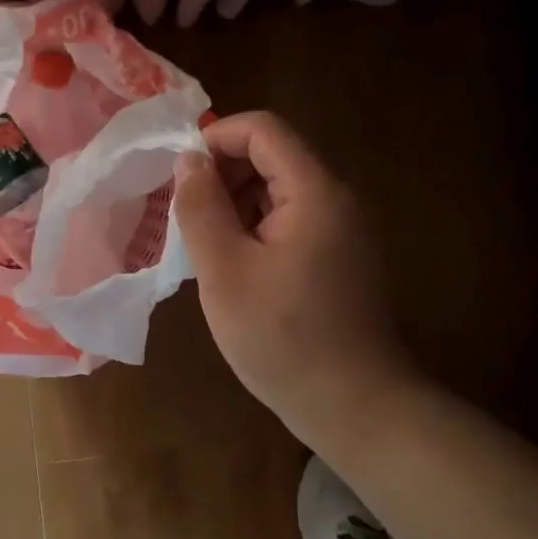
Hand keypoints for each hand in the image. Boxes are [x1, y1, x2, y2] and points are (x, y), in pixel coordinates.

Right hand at [173, 112, 415, 448]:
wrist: (357, 408)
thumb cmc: (283, 339)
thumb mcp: (224, 270)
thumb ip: (201, 207)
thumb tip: (190, 159)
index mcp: (314, 192)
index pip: (264, 130)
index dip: (216, 138)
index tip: (180, 176)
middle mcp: (337, 200)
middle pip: (274, 157)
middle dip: (223, 174)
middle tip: (186, 218)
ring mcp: (344, 231)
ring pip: (281, 192)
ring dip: (236, 204)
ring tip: (204, 247)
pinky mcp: (342, 259)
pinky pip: (293, 222)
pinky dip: (257, 229)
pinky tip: (235, 267)